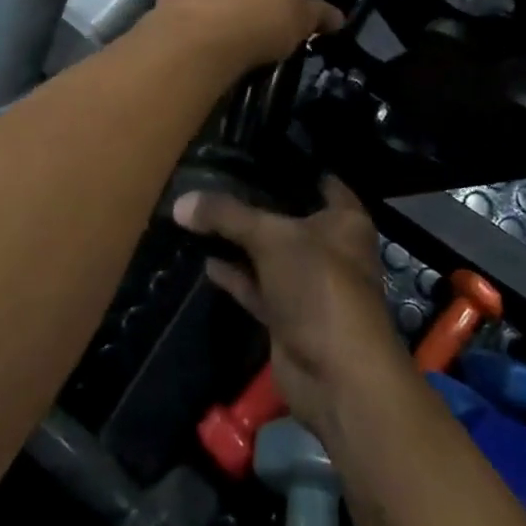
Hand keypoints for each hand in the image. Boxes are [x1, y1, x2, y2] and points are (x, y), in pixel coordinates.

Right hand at [172, 178, 410, 444]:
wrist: (336, 375)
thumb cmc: (320, 286)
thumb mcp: (272, 238)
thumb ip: (227, 216)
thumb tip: (180, 203)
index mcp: (345, 220)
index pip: (317, 180)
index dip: (289, 166)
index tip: (252, 150)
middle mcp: (330, 248)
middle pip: (288, 217)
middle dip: (255, 203)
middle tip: (214, 178)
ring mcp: (308, 284)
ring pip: (269, 253)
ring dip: (240, 241)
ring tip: (201, 213)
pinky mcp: (288, 316)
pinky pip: (257, 287)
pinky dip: (235, 276)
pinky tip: (205, 259)